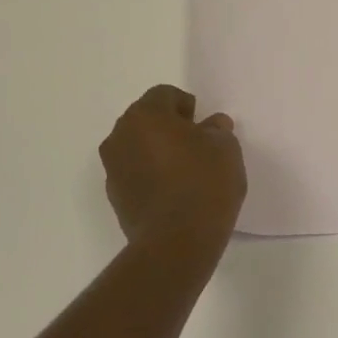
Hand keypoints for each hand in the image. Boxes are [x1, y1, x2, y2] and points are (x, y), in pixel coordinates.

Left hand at [99, 85, 247, 257]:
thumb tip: (211, 126)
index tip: (204, 127)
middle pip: (146, 119)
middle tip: (196, 145)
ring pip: (137, 147)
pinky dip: (150, 175)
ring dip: (157, 151)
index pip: (165, 94)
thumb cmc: (203, 183)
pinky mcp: (114, 197)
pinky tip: (173, 193)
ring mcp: (112, 168)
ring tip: (185, 171)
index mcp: (145, 115)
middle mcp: (121, 135)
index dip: (187, 106)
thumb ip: (217, 130)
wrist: (176, 242)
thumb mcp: (225, 148)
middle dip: (169, 127)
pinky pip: (134, 173)